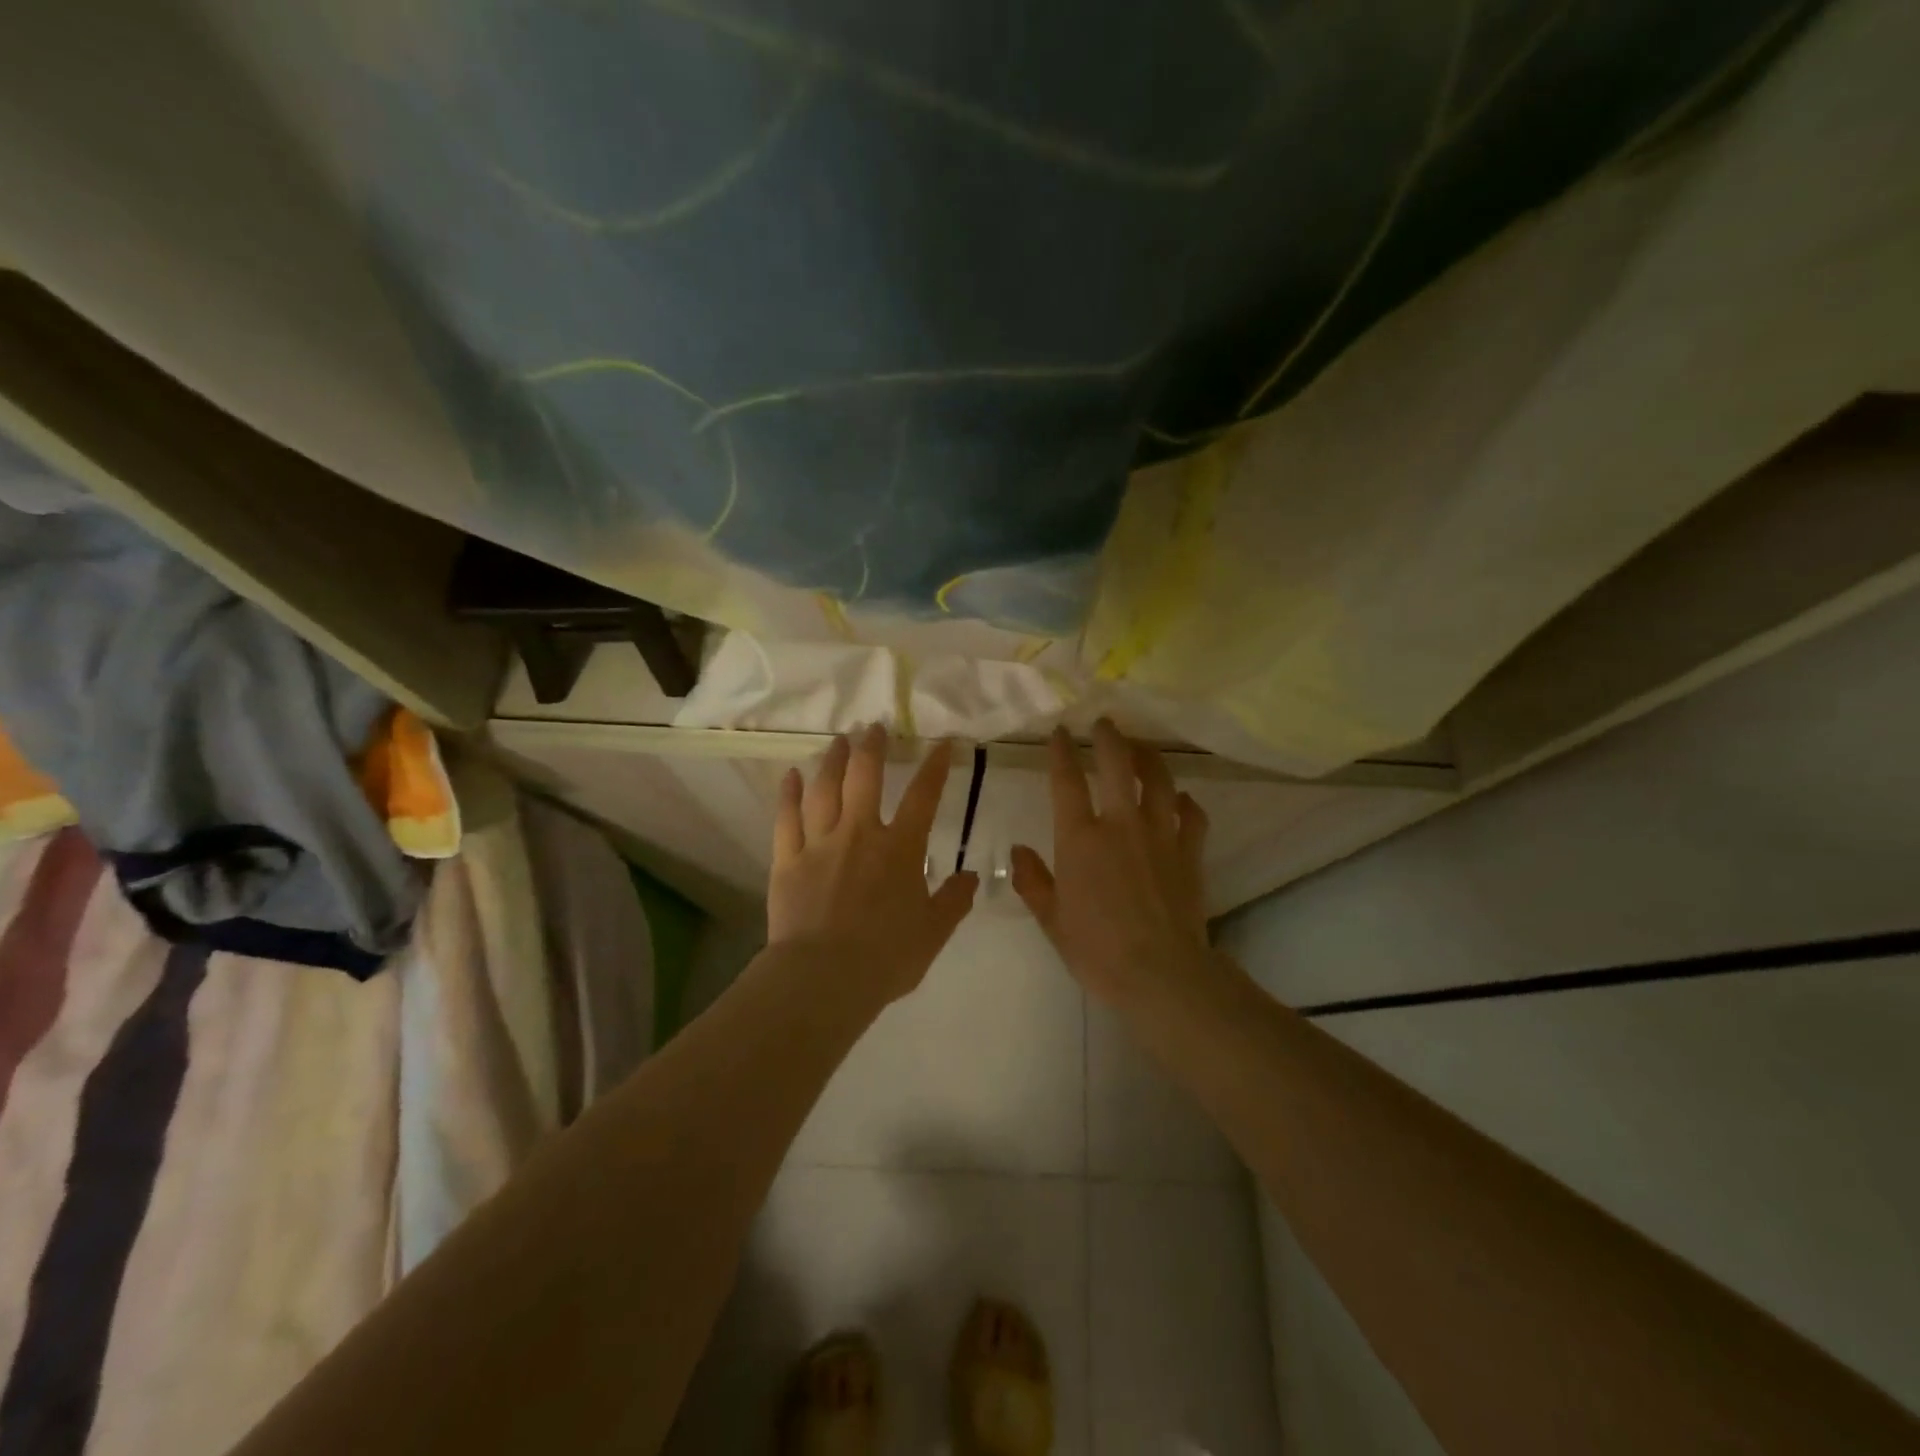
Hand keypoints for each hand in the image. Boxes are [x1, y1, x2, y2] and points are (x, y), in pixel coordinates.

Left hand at [769, 725, 978, 1003]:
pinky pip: (786, 818)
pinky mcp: (787, 860)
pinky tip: (790, 775)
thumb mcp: (933, 933)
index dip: (935, 767)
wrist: (824, 978)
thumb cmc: (886, 957)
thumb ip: (954, 901)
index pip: (923, 797)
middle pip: (866, 778)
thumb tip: (971, 877)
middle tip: (873, 727)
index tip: (942, 743)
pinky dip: (788, 794)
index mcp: (900, 849)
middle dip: (872, 748)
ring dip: (833, 761)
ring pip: (824, 789)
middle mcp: (860, 834)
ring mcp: (820, 843)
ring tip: (838, 741)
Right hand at [1011, 720, 1214, 1008]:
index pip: (1067, 781)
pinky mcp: (1189, 852)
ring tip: (1141, 748)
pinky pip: (1193, 815)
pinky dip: (1186, 802)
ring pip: (1159, 780)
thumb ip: (1033, 880)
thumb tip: (1018, 850)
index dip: (1062, 751)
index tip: (1060, 733)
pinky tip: (1181, 800)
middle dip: (1109, 737)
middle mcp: (1121, 824)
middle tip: (1105, 723)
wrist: (1161, 974)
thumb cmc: (1097, 950)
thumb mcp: (1051, 920)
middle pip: (1118, 764)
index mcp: (1080, 838)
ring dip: (1149, 757)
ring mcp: (1160, 834)